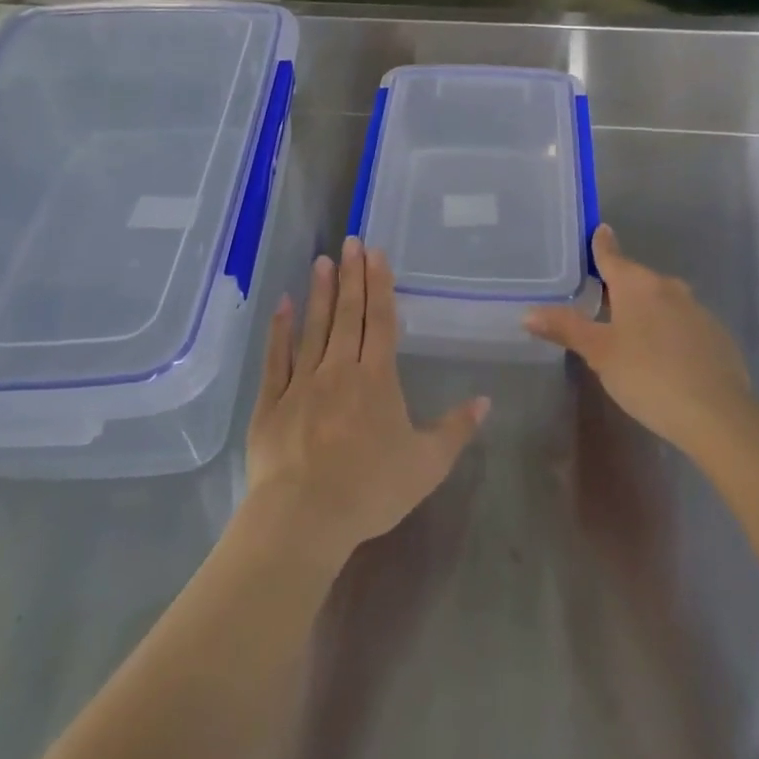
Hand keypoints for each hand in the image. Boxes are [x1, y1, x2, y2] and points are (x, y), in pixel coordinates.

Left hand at [245, 238, 488, 566]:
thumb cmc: (371, 489)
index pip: (381, 320)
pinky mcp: (272, 400)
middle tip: (350, 241)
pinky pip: (277, 357)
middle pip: (348, 314)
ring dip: (319, 292)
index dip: (380, 285)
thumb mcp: (427, 464)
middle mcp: (340, 368)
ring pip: (314, 326)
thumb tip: (486, 399)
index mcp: (376, 378)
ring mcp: (302, 381)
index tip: (375, 253)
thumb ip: (456, 429)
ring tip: (322, 260)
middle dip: (351, 275)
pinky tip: (282, 303)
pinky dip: (280, 329)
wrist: (304, 517)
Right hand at [525, 225, 755, 464]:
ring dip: (646, 310)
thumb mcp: (599, 353)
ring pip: (663, 301)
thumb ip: (566, 328)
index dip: (601, 244)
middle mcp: (668, 287)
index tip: (598, 230)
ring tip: (629, 332)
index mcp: (636, 284)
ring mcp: (697, 310)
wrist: (718, 414)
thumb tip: (528, 312)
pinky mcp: (717, 336)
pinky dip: (669, 331)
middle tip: (600, 298)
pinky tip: (663, 357)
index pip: (612, 255)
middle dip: (620, 286)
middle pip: (637, 279)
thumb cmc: (648, 375)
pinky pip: (684, 324)